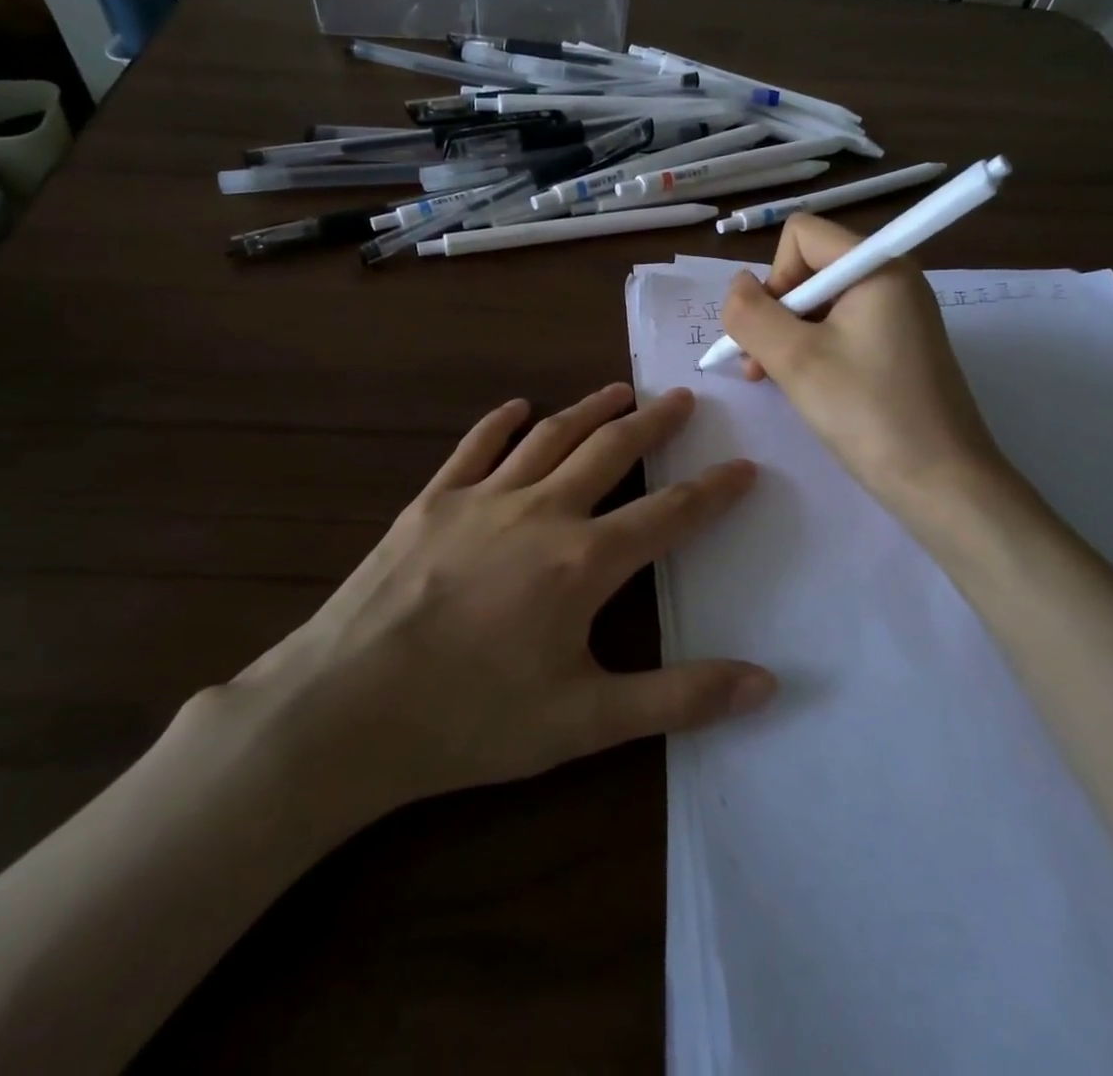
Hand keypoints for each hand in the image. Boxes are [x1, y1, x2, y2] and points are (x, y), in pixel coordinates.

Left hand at [225, 384, 774, 817]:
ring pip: (549, 436)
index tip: (744, 466)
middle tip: (680, 398)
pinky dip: (502, 422)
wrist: (346, 708)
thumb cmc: (472, 719)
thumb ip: (680, 699)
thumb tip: (766, 682)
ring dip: (589, 409)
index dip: (713, 490)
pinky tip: (517, 407)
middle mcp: (541, 511)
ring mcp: (483, 499)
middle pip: (611, 451)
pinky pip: (476, 447)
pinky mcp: (432, 501)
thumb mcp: (586, 722)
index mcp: (584, 561)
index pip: (669, 513)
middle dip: (653, 424)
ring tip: (619, 390)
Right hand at [718, 214, 1009, 518]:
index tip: (774, 332)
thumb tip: (736, 286)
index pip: (801, 235)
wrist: (941, 482)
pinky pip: (842, 327)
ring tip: (775, 380)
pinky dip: (814, 350)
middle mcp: (892, 278)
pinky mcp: (899, 344)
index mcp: (877, 267)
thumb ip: (751, 314)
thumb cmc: (867, 413)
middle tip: (761, 367)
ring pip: (821, 302)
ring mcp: (899, 312)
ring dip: (788, 336)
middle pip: (809, 268)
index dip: (774, 278)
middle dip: (776, 313)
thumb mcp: (795, 359)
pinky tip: (806, 386)